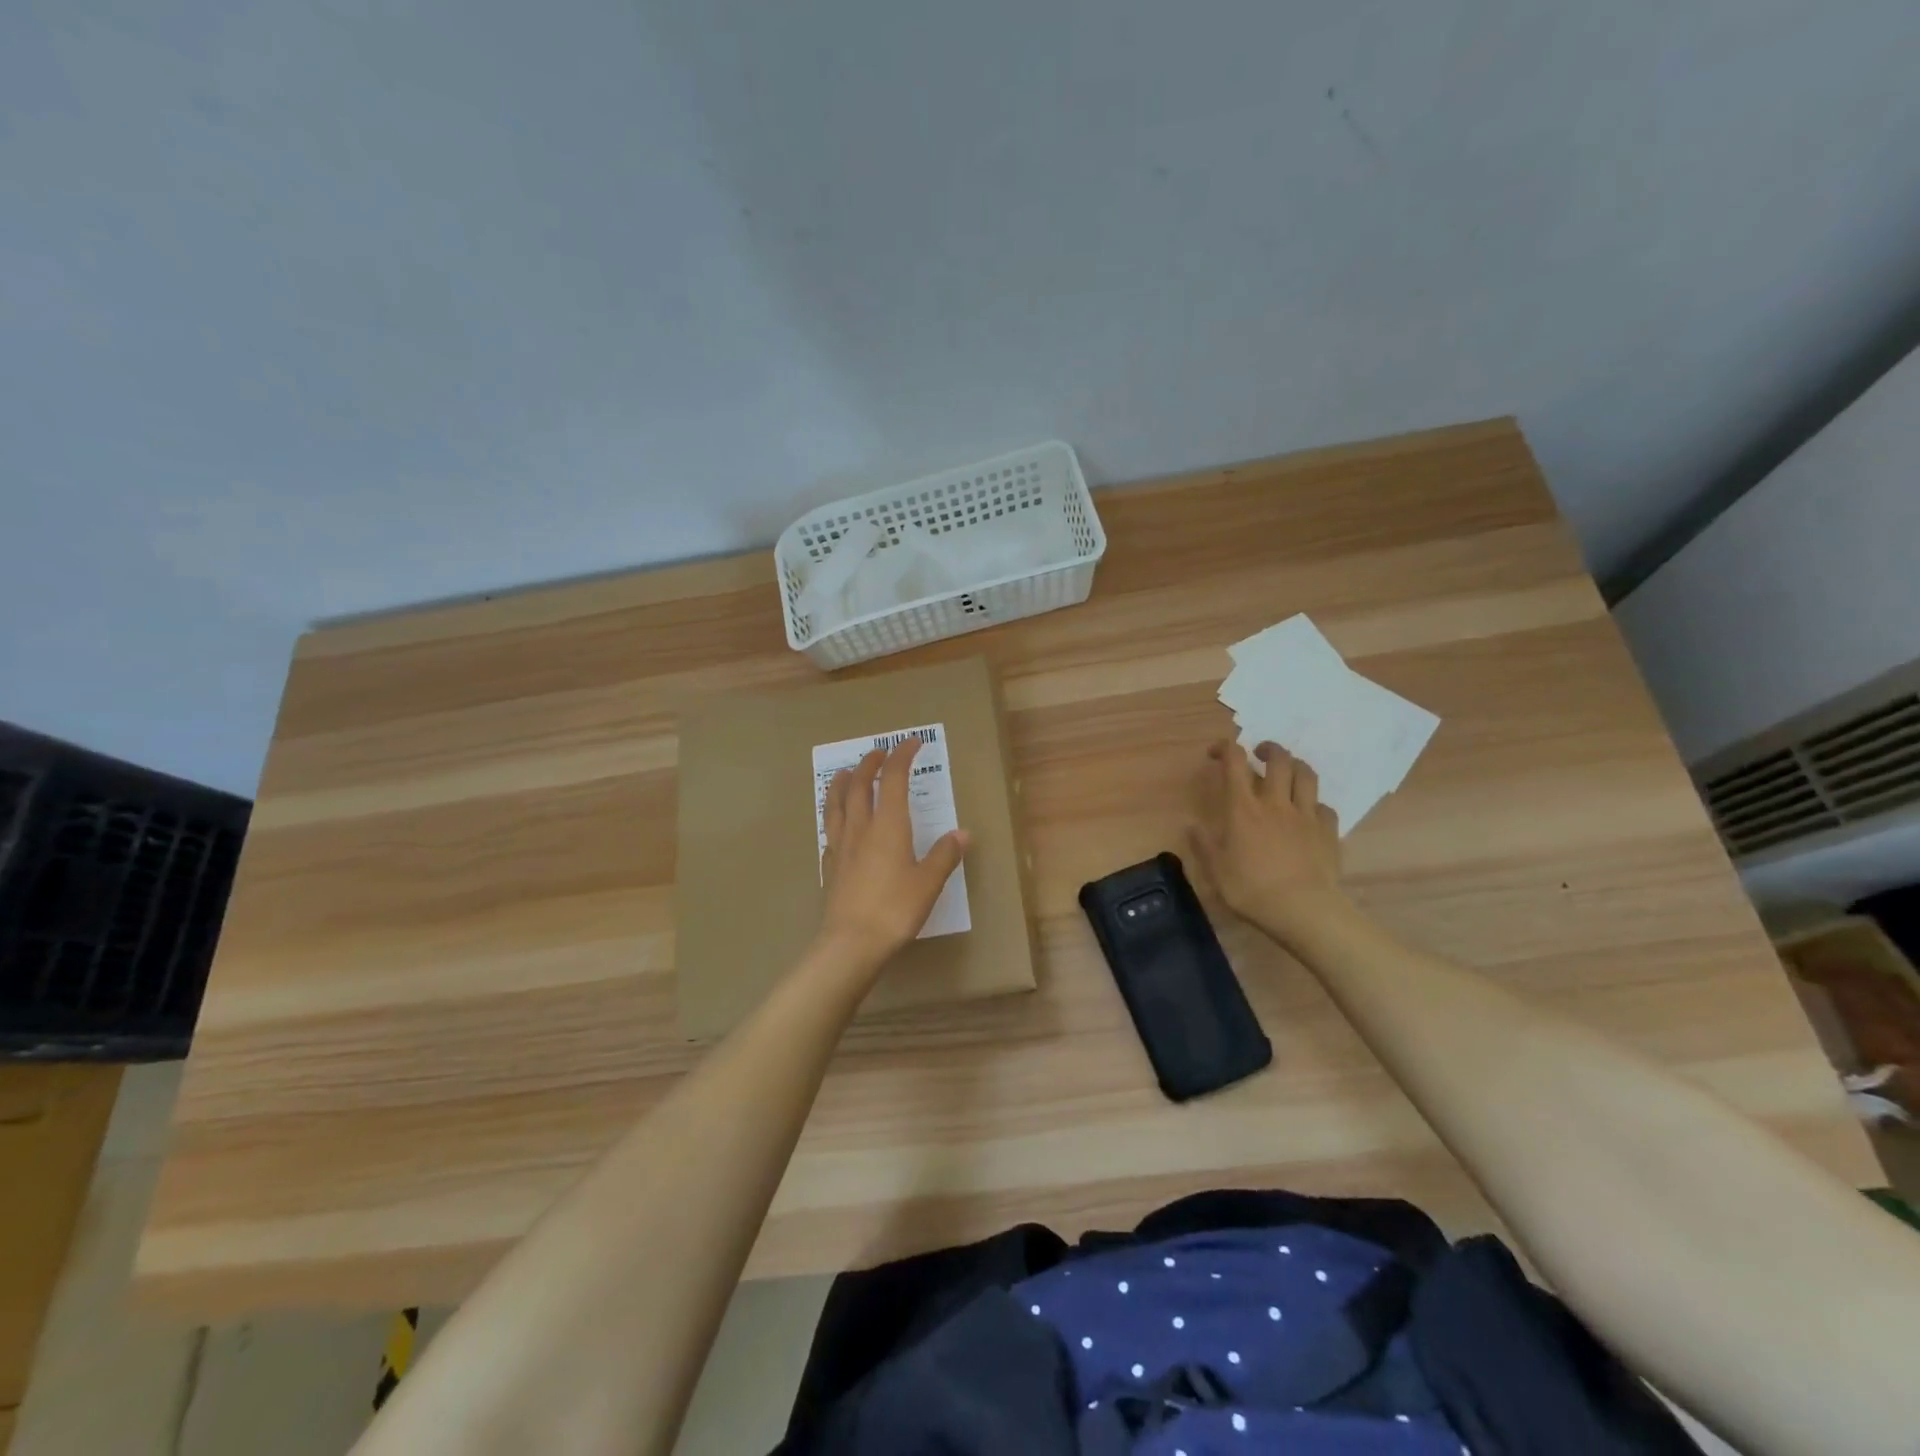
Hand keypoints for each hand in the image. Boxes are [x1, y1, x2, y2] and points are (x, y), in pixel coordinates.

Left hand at [815, 737, 969, 978]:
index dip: (901, 756)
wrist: (852, 943)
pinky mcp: (831, 866)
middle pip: (860, 786)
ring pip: (836, 805)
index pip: (893, 779)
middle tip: (878, 752)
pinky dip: (834, 817)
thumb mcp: (929, 882)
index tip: (911, 743)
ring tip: (845, 773)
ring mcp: (841, 847)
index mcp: (888, 826)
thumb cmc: (895, 909)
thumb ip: (945, 855)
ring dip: (842, 784)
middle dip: (869, 764)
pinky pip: (829, 831)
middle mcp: (861, 829)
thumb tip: (962, 834)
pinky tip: (837, 824)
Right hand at [1187, 740, 1349, 948]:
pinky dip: (1314, 804)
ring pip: (1306, 775)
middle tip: (1259, 753)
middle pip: (1278, 760)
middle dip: (1268, 749)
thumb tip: (1192, 825)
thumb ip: (1204, 845)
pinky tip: (1309, 813)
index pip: (1235, 763)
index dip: (1226, 748)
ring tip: (1288, 771)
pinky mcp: (1328, 832)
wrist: (1303, 909)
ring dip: (1296, 766)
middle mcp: (1275, 803)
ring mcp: (1305, 815)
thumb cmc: (1252, 889)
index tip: (1217, 752)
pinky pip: (1324, 807)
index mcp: (1244, 809)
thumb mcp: (1216, 870)